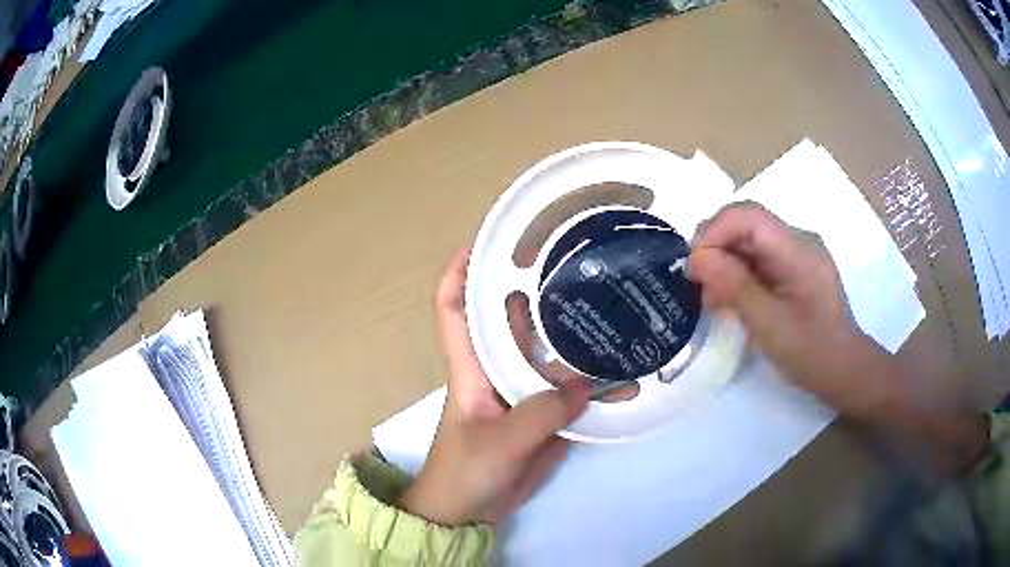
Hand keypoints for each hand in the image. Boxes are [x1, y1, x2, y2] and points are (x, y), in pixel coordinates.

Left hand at [399, 249, 590, 525]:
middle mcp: (496, 368)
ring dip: (576, 335)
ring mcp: (522, 391)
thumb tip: (585, 386)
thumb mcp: (499, 444)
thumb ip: (540, 415)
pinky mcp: (543, 414)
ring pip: (550, 352)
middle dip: (536, 287)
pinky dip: (596, 383)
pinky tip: (626, 377)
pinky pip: (571, 390)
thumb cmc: (466, 472)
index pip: (454, 306)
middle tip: (574, 260)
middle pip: (513, 318)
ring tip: (614, 308)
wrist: (470, 511)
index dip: (461, 270)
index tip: (487, 240)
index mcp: (471, 366)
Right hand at [687, 202, 891, 415]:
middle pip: (747, 225)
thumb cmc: (811, 352)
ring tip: (711, 299)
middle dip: (716, 248)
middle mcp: (799, 241)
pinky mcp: (793, 268)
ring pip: (749, 242)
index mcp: (799, 251)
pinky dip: (738, 274)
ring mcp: (797, 253)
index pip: (749, 217)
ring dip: (724, 263)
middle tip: (697, 284)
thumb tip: (697, 258)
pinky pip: (758, 258)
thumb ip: (734, 287)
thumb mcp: (769, 325)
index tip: (693, 264)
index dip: (715, 230)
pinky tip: (729, 299)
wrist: (844, 369)